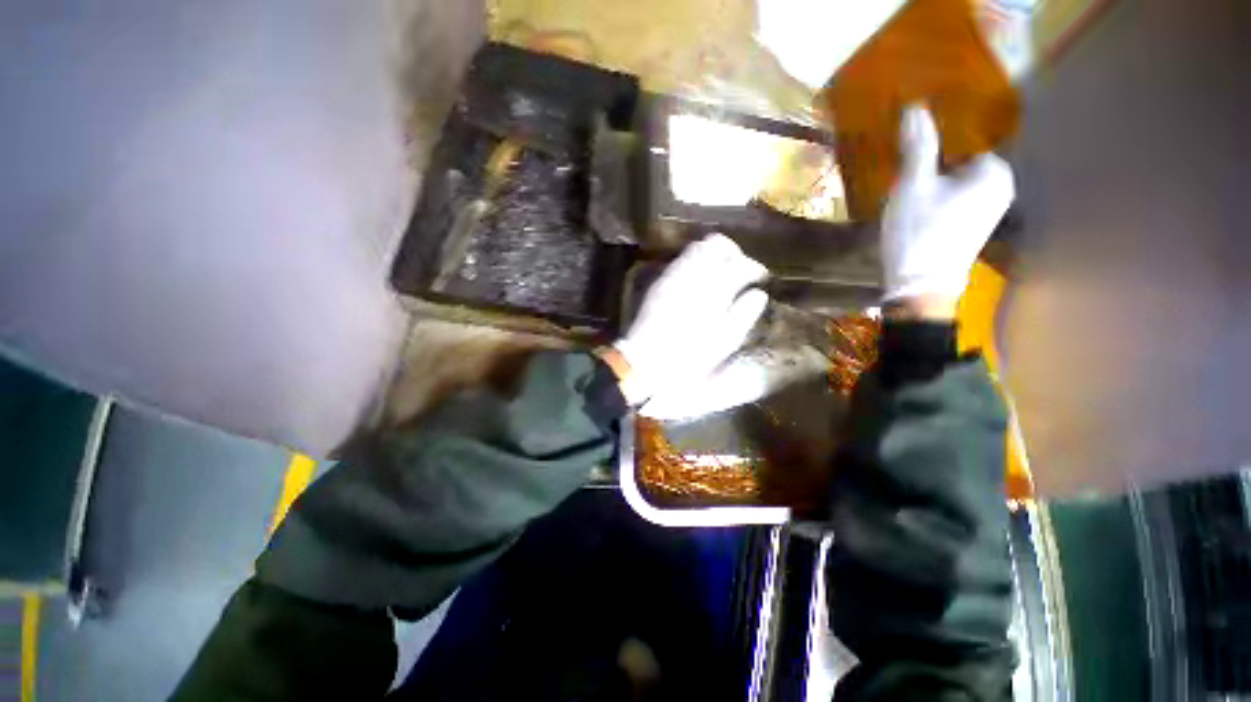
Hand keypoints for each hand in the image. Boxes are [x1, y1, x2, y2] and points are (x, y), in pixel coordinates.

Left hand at [612, 234, 768, 405]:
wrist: (649, 361)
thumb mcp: (725, 341)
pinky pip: (680, 261)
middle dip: (732, 252)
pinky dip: (694, 263)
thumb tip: (759, 294)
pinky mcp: (660, 282)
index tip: (760, 277)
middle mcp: (694, 275)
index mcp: (715, 290)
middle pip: (716, 244)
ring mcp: (674, 276)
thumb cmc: (692, 357)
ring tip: (718, 274)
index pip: (740, 264)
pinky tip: (697, 282)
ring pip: (696, 248)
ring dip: (712, 255)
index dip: (754, 267)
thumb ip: (744, 313)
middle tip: (739, 269)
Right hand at [882, 106, 1014, 310]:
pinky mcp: (977, 228)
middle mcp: (1002, 188)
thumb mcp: (913, 184)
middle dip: (934, 171)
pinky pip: (958, 203)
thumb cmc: (919, 231)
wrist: (919, 285)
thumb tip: (915, 107)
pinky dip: (940, 205)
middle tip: (908, 189)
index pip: (962, 144)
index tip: (912, 170)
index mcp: (994, 171)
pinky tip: (921, 220)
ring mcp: (991, 211)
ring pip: (957, 185)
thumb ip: (918, 146)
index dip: (934, 155)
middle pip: (960, 164)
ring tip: (911, 206)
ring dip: (934, 189)